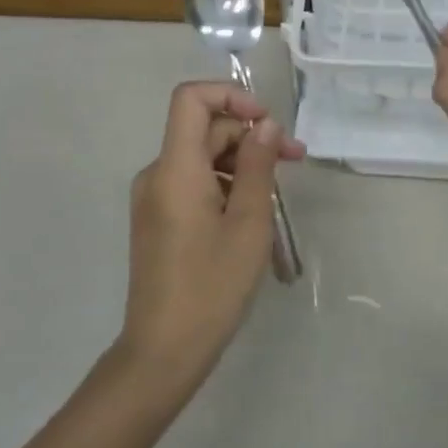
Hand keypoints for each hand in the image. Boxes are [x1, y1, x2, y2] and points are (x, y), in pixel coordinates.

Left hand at [118, 82, 305, 386]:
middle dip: (250, 138)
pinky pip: (193, 183)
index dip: (231, 95)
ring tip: (278, 196)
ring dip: (242, 165)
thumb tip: (266, 124)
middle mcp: (157, 173)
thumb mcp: (249, 224)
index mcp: (175, 168)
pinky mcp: (157, 218)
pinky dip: (224, 186)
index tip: (266, 122)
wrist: (162, 352)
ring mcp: (153, 197)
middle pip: (203, 130)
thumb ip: (259, 166)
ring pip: (201, 158)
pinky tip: (252, 215)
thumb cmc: (211, 287)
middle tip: (294, 161)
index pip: (191, 97)